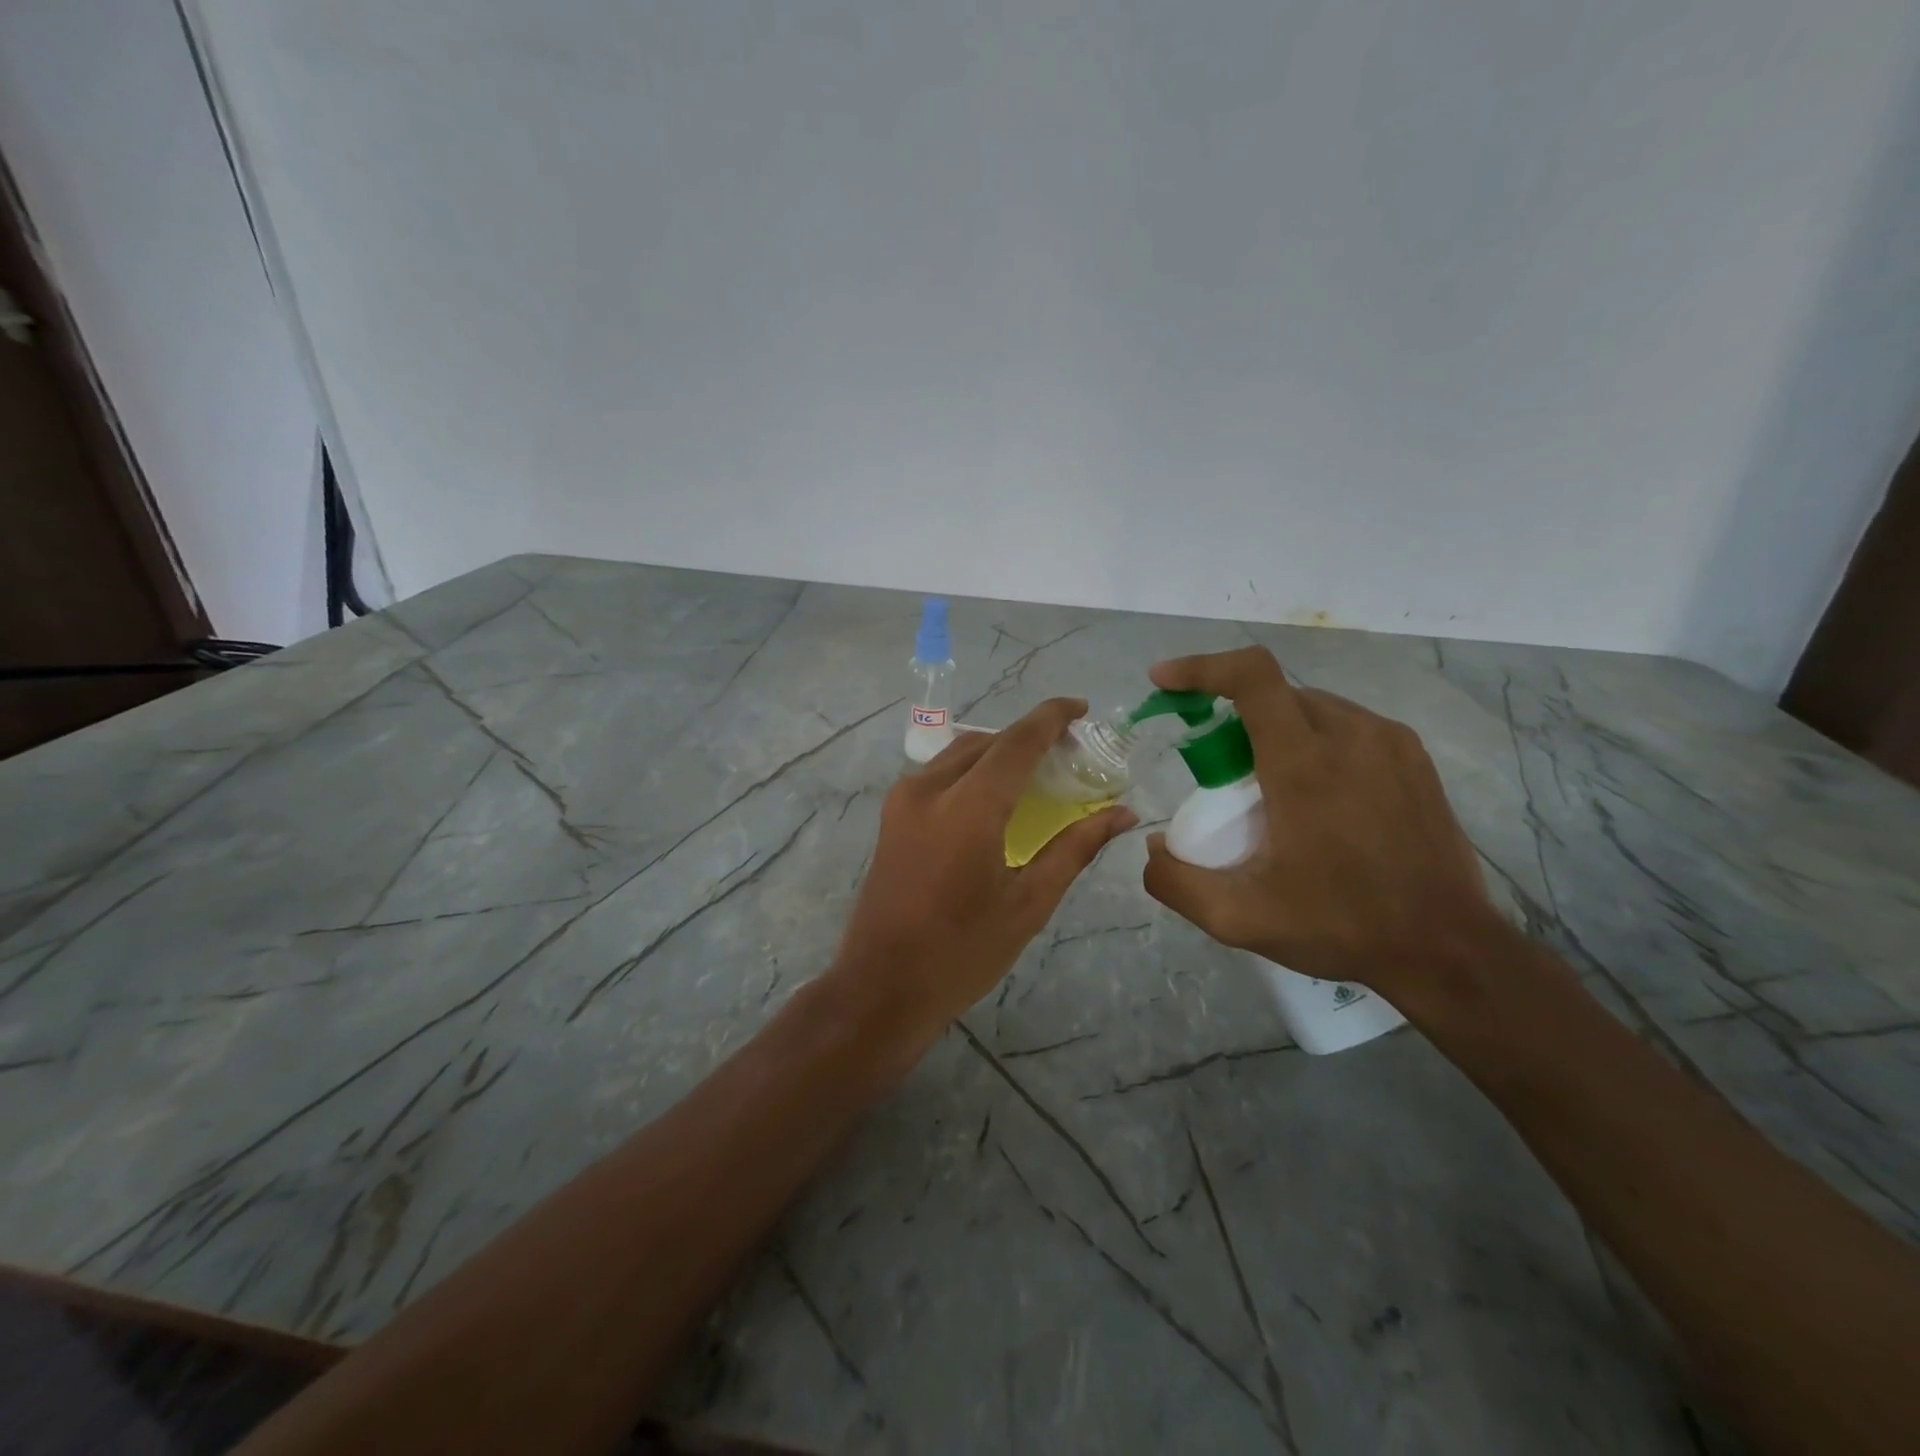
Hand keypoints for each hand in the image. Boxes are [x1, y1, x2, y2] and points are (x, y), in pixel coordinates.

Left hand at [829, 698, 1136, 1049]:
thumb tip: (1122, 814)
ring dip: (999, 751)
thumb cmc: (962, 952)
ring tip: (1037, 771)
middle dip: (1030, 736)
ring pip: (960, 752)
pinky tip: (995, 794)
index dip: (1052, 717)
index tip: (1082, 709)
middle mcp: (929, 788)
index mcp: (967, 807)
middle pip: (988, 741)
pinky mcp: (891, 814)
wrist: (881, 987)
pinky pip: (939, 772)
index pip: (1017, 741)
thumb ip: (1075, 848)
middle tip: (1070, 753)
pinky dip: (973, 768)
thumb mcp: (1028, 903)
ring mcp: (902, 799)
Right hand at [1141, 647, 1498, 1003]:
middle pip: (1274, 693)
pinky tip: (1315, 794)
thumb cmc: (1340, 926)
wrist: (1446, 949)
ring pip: (1311, 707)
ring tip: (1268, 787)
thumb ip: (1176, 881)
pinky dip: (1313, 740)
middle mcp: (1350, 735)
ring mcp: (1389, 742)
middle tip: (1217, 770)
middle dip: (1232, 716)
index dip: (1201, 668)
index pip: (1251, 676)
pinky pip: (1347, 726)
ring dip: (1273, 728)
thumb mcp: (1239, 918)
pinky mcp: (1413, 757)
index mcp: (1304, 763)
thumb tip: (1155, 848)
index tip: (1164, 681)